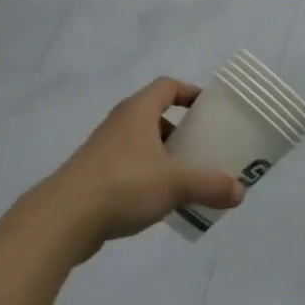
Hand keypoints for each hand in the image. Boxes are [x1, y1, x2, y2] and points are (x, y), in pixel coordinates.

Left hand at [33, 78, 242, 257]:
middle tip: (203, 147)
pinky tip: (159, 200)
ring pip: (141, 143)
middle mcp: (120, 123)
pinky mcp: (93, 175)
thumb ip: (210, 186)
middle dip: (181, 129)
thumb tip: (241, 192)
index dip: (189, 92)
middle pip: (155, 115)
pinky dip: (147, 175)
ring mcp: (103, 149)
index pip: (167, 86)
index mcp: (138, 111)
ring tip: (186, 177)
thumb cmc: (123, 184)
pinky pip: (129, 166)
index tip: (209, 110)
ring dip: (164, 155)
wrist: (63, 218)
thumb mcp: (175, 184)